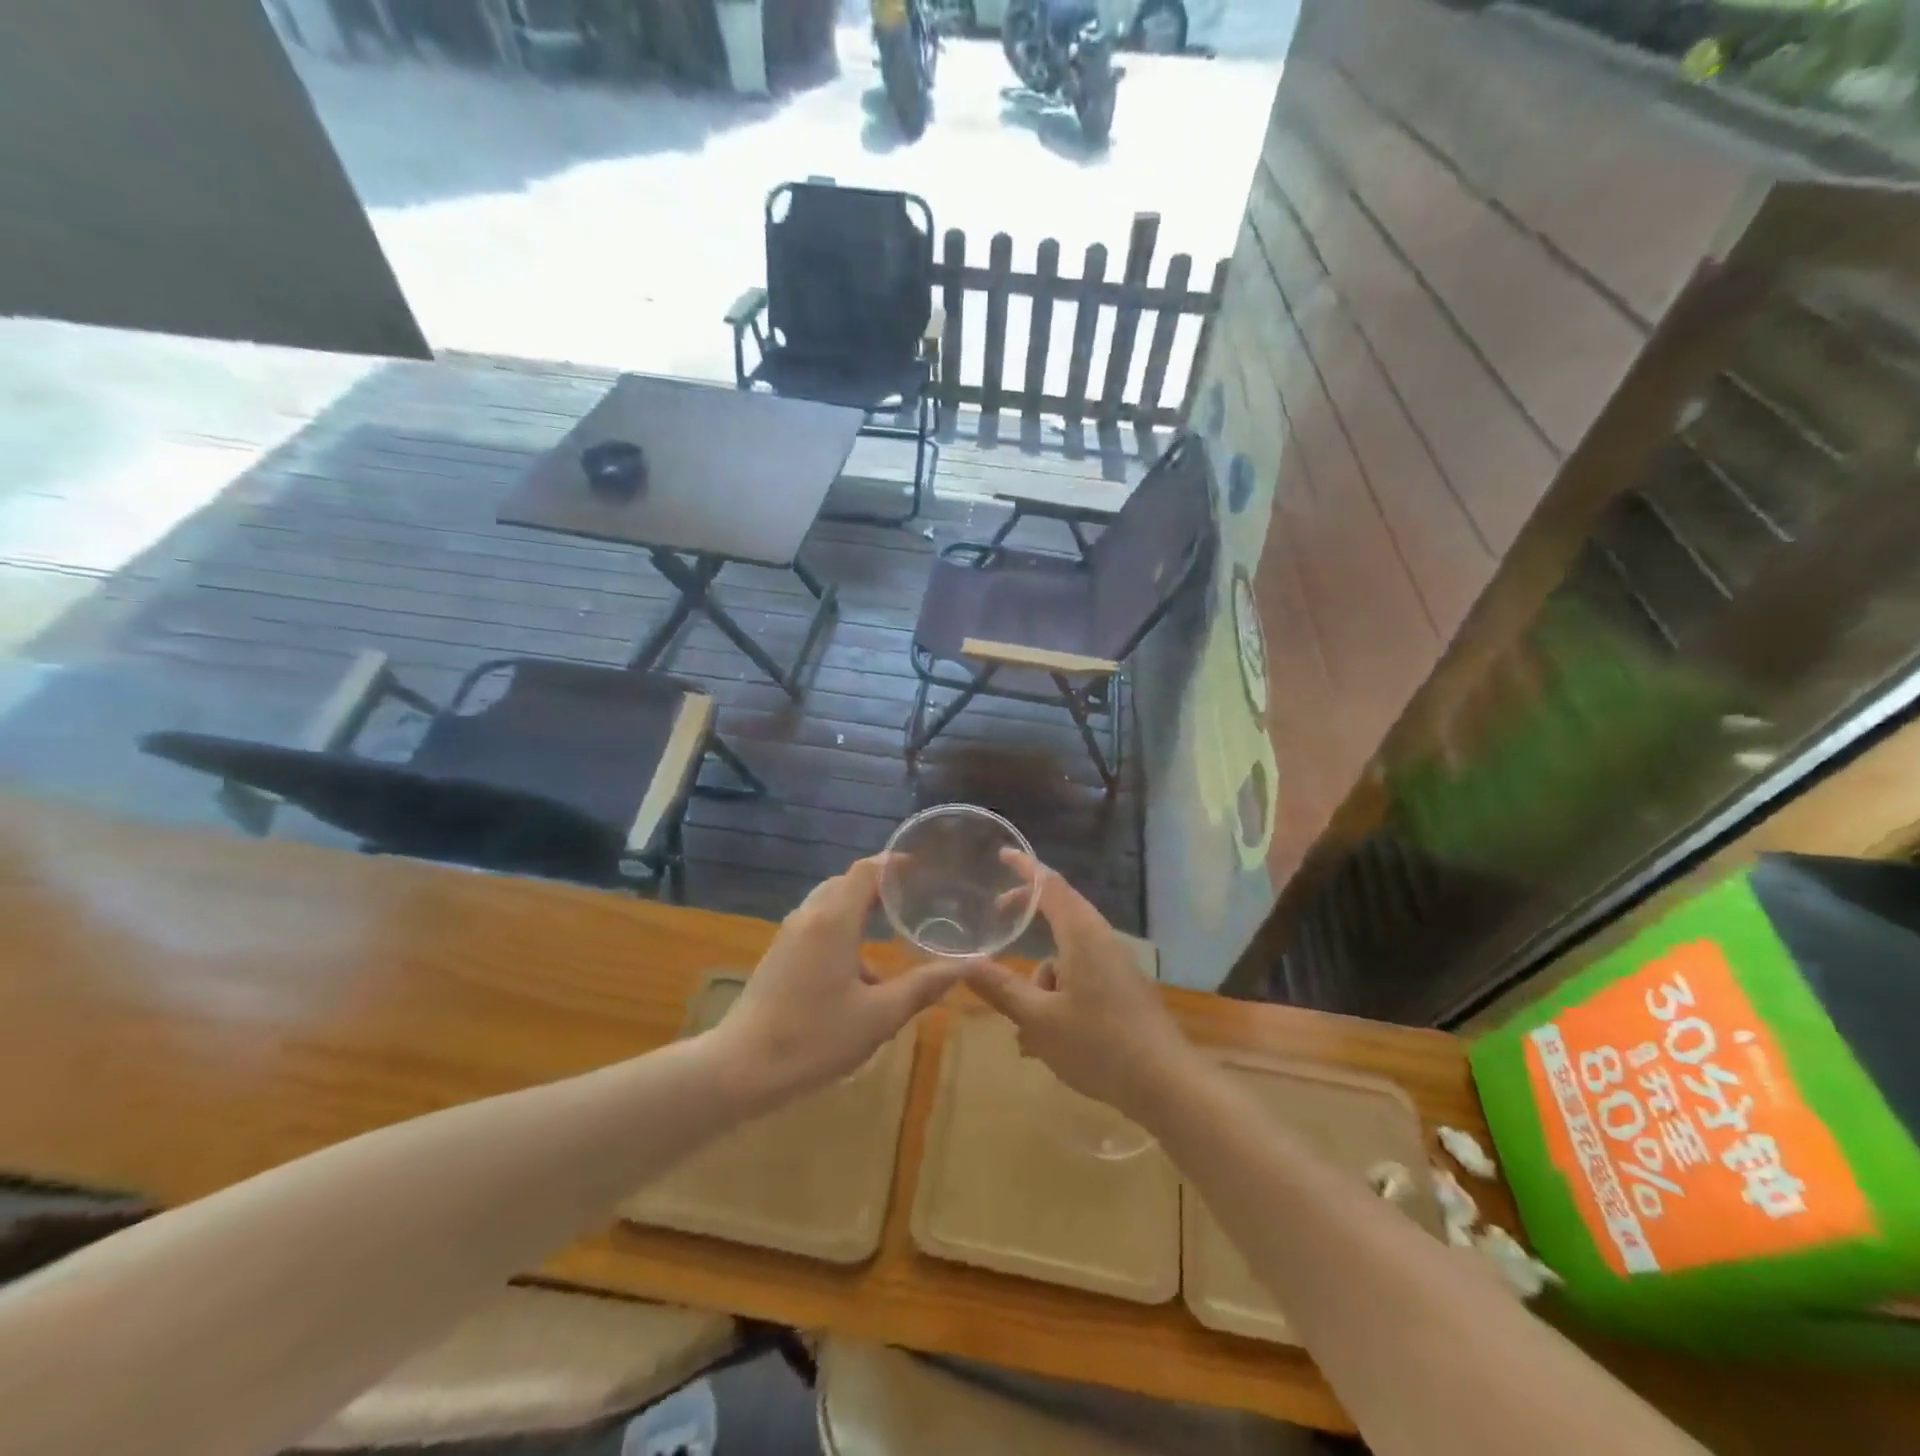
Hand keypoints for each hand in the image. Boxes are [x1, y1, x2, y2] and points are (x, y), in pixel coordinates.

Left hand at [710, 856, 962, 1105]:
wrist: (740, 1068)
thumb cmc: (814, 1038)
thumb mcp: (878, 1017)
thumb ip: (923, 986)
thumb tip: (964, 966)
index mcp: (834, 920)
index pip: (866, 871)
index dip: (894, 863)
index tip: (922, 866)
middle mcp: (810, 916)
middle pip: (847, 883)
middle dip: (880, 885)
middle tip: (915, 896)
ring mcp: (790, 935)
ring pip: (830, 905)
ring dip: (860, 910)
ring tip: (893, 932)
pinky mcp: (780, 955)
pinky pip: (818, 926)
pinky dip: (843, 931)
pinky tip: (861, 973)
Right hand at [965, 852, 1199, 1123]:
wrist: (1166, 1084)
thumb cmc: (1098, 1044)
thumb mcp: (1039, 1020)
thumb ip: (1001, 989)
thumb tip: (965, 963)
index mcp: (1082, 935)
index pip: (1051, 885)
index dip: (1026, 867)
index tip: (1004, 854)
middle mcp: (1101, 941)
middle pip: (1059, 914)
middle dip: (1027, 919)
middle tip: (998, 919)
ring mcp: (1116, 966)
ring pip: (1066, 957)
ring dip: (1040, 982)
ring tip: (1024, 1031)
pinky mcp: (1123, 990)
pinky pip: (1081, 979)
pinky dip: (1058, 998)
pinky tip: (1045, 1043)